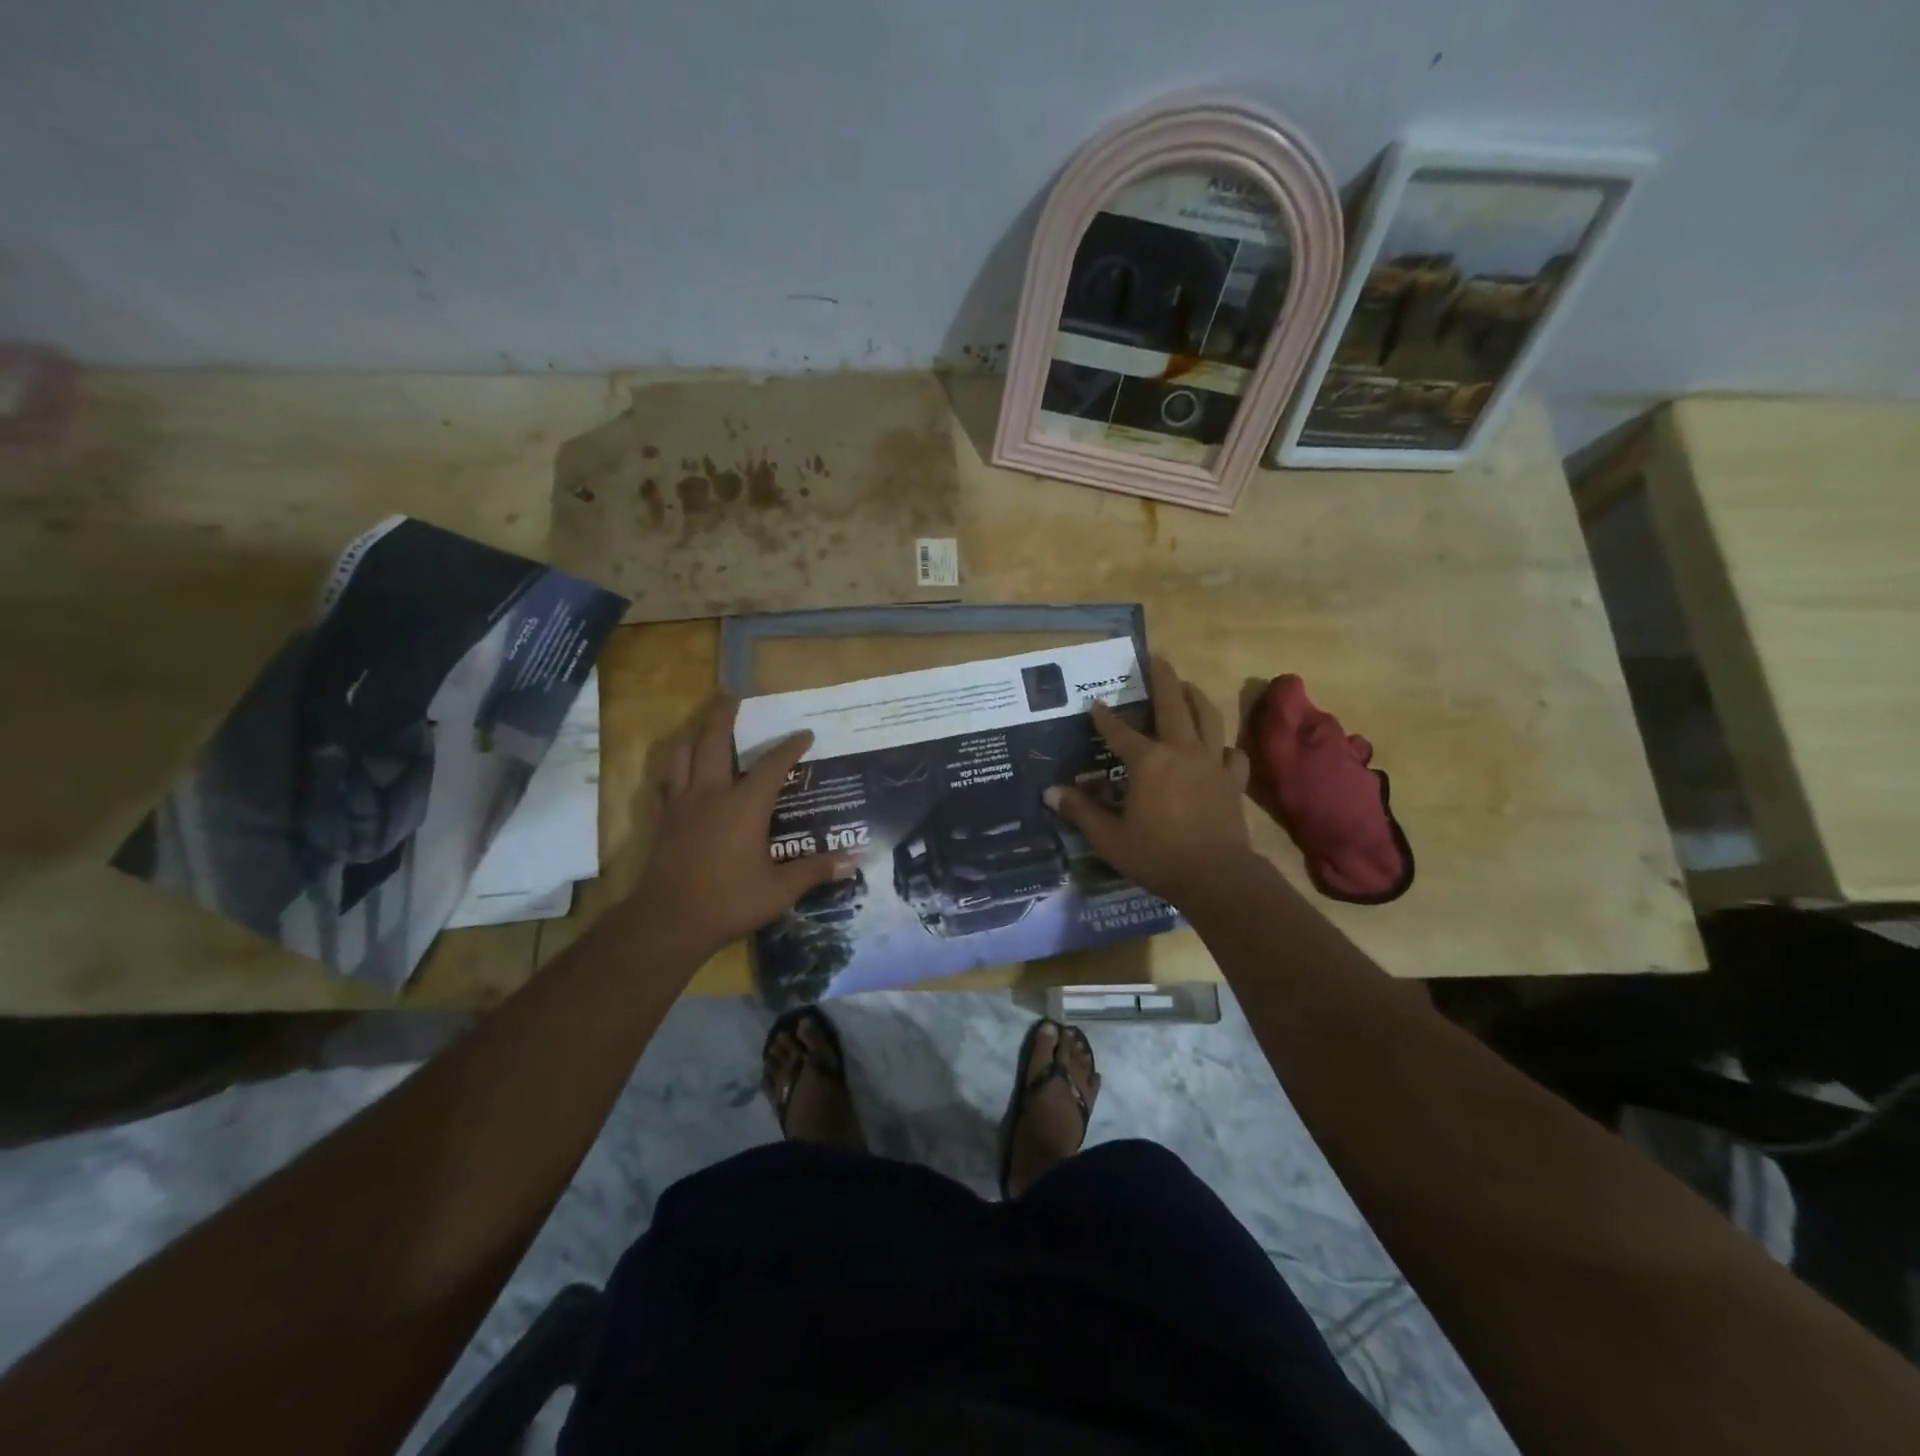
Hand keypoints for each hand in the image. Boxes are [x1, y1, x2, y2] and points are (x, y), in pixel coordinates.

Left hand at [627, 695, 855, 961]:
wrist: (668, 922)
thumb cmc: (728, 902)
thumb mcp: (779, 890)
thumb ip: (815, 871)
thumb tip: (854, 862)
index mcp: (744, 806)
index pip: (772, 765)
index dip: (790, 746)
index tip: (805, 734)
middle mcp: (711, 794)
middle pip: (714, 742)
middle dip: (724, 715)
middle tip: (732, 695)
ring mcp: (681, 805)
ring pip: (682, 755)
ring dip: (694, 734)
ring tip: (702, 724)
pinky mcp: (662, 820)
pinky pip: (664, 782)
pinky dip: (672, 768)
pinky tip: (677, 771)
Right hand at [1044, 656, 1257, 908]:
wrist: (1216, 875)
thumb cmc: (1157, 855)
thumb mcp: (1109, 837)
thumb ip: (1080, 811)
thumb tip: (1050, 792)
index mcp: (1148, 761)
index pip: (1119, 731)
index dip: (1104, 717)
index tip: (1093, 704)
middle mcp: (1181, 751)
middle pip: (1173, 705)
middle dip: (1163, 679)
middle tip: (1158, 659)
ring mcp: (1211, 763)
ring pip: (1207, 718)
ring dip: (1196, 697)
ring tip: (1188, 686)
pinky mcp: (1232, 781)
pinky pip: (1231, 753)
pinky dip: (1223, 745)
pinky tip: (1217, 747)